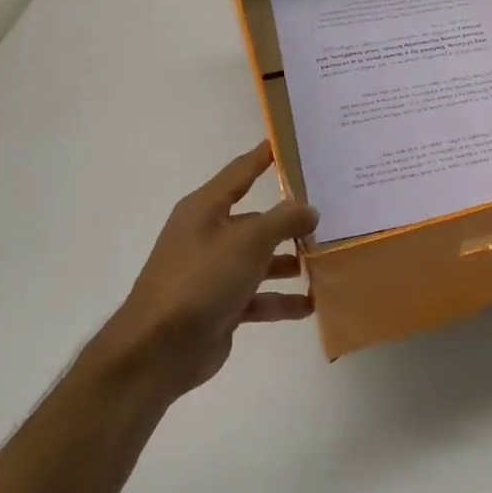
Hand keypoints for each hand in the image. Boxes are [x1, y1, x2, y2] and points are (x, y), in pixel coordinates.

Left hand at [76, 142, 317, 399]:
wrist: (159, 349)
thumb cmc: (201, 280)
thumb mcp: (247, 242)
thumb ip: (283, 220)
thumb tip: (309, 209)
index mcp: (205, 210)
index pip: (240, 173)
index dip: (263, 157)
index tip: (289, 143)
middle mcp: (208, 236)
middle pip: (257, 220)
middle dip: (291, 220)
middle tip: (332, 215)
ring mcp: (214, 273)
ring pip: (260, 259)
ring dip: (290, 262)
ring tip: (326, 262)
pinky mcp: (221, 306)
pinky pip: (259, 296)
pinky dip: (282, 300)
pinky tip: (311, 304)